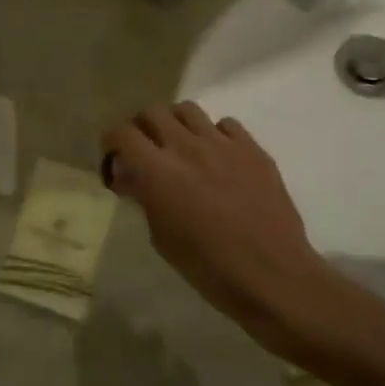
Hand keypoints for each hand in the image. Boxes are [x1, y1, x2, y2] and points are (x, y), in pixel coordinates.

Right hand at [103, 102, 346, 350]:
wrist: (273, 275)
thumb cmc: (208, 266)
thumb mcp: (162, 237)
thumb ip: (144, 198)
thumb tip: (132, 178)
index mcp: (157, 171)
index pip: (122, 134)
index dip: (112, 142)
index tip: (114, 157)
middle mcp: (187, 147)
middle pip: (152, 113)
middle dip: (142, 128)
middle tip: (145, 150)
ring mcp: (223, 145)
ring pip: (188, 110)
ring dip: (176, 124)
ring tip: (179, 146)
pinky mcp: (253, 150)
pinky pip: (226, 125)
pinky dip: (214, 134)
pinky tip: (217, 157)